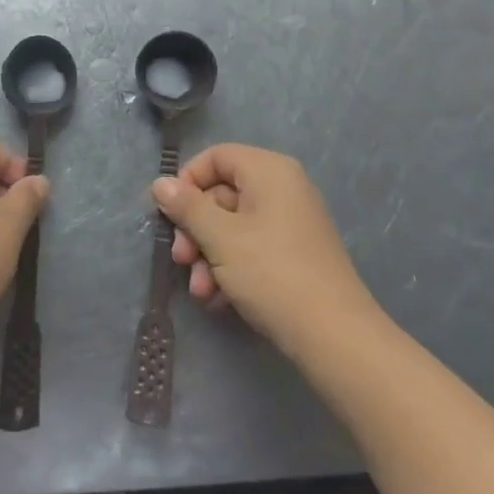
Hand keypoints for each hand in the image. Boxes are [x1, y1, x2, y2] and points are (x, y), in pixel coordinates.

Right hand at [152, 144, 380, 352]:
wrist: (334, 336)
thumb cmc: (272, 273)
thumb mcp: (220, 237)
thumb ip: (186, 207)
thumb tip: (160, 183)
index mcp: (269, 171)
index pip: (216, 156)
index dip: (188, 182)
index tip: (171, 214)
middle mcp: (283, 188)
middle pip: (221, 194)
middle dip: (195, 230)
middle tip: (181, 259)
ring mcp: (290, 223)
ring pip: (232, 226)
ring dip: (208, 256)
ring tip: (201, 291)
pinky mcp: (294, 255)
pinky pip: (251, 248)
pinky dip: (230, 269)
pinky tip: (219, 299)